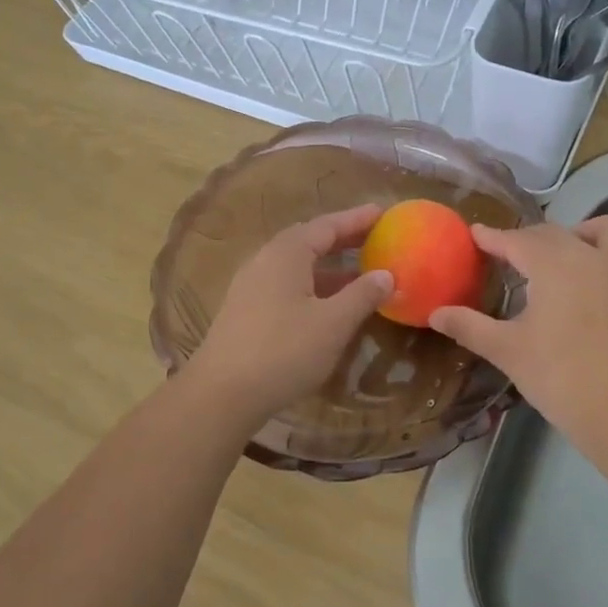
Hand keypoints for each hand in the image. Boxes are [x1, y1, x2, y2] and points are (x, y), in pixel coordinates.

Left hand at [185, 205, 393, 423]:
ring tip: (358, 273)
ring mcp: (250, 286)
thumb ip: (362, 295)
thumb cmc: (283, 351)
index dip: (356, 219)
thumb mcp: (333, 323)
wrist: (221, 394)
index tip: (383, 212)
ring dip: (328, 267)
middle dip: (342, 240)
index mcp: (286, 253)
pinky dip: (312, 286)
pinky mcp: (244, 311)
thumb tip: (385, 274)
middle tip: (374, 239)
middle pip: (308, 241)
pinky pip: (285, 285)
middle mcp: (264, 260)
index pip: (327, 226)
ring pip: (296, 266)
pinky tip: (327, 305)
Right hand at [430, 215, 607, 442]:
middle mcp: (591, 257)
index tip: (476, 235)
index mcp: (553, 265)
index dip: (493, 237)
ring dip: (592, 233)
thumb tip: (435, 313)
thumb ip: (468, 326)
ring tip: (574, 252)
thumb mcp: (505, 350)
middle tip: (511, 256)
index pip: (517, 241)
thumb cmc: (558, 375)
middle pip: (556, 233)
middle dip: (531, 238)